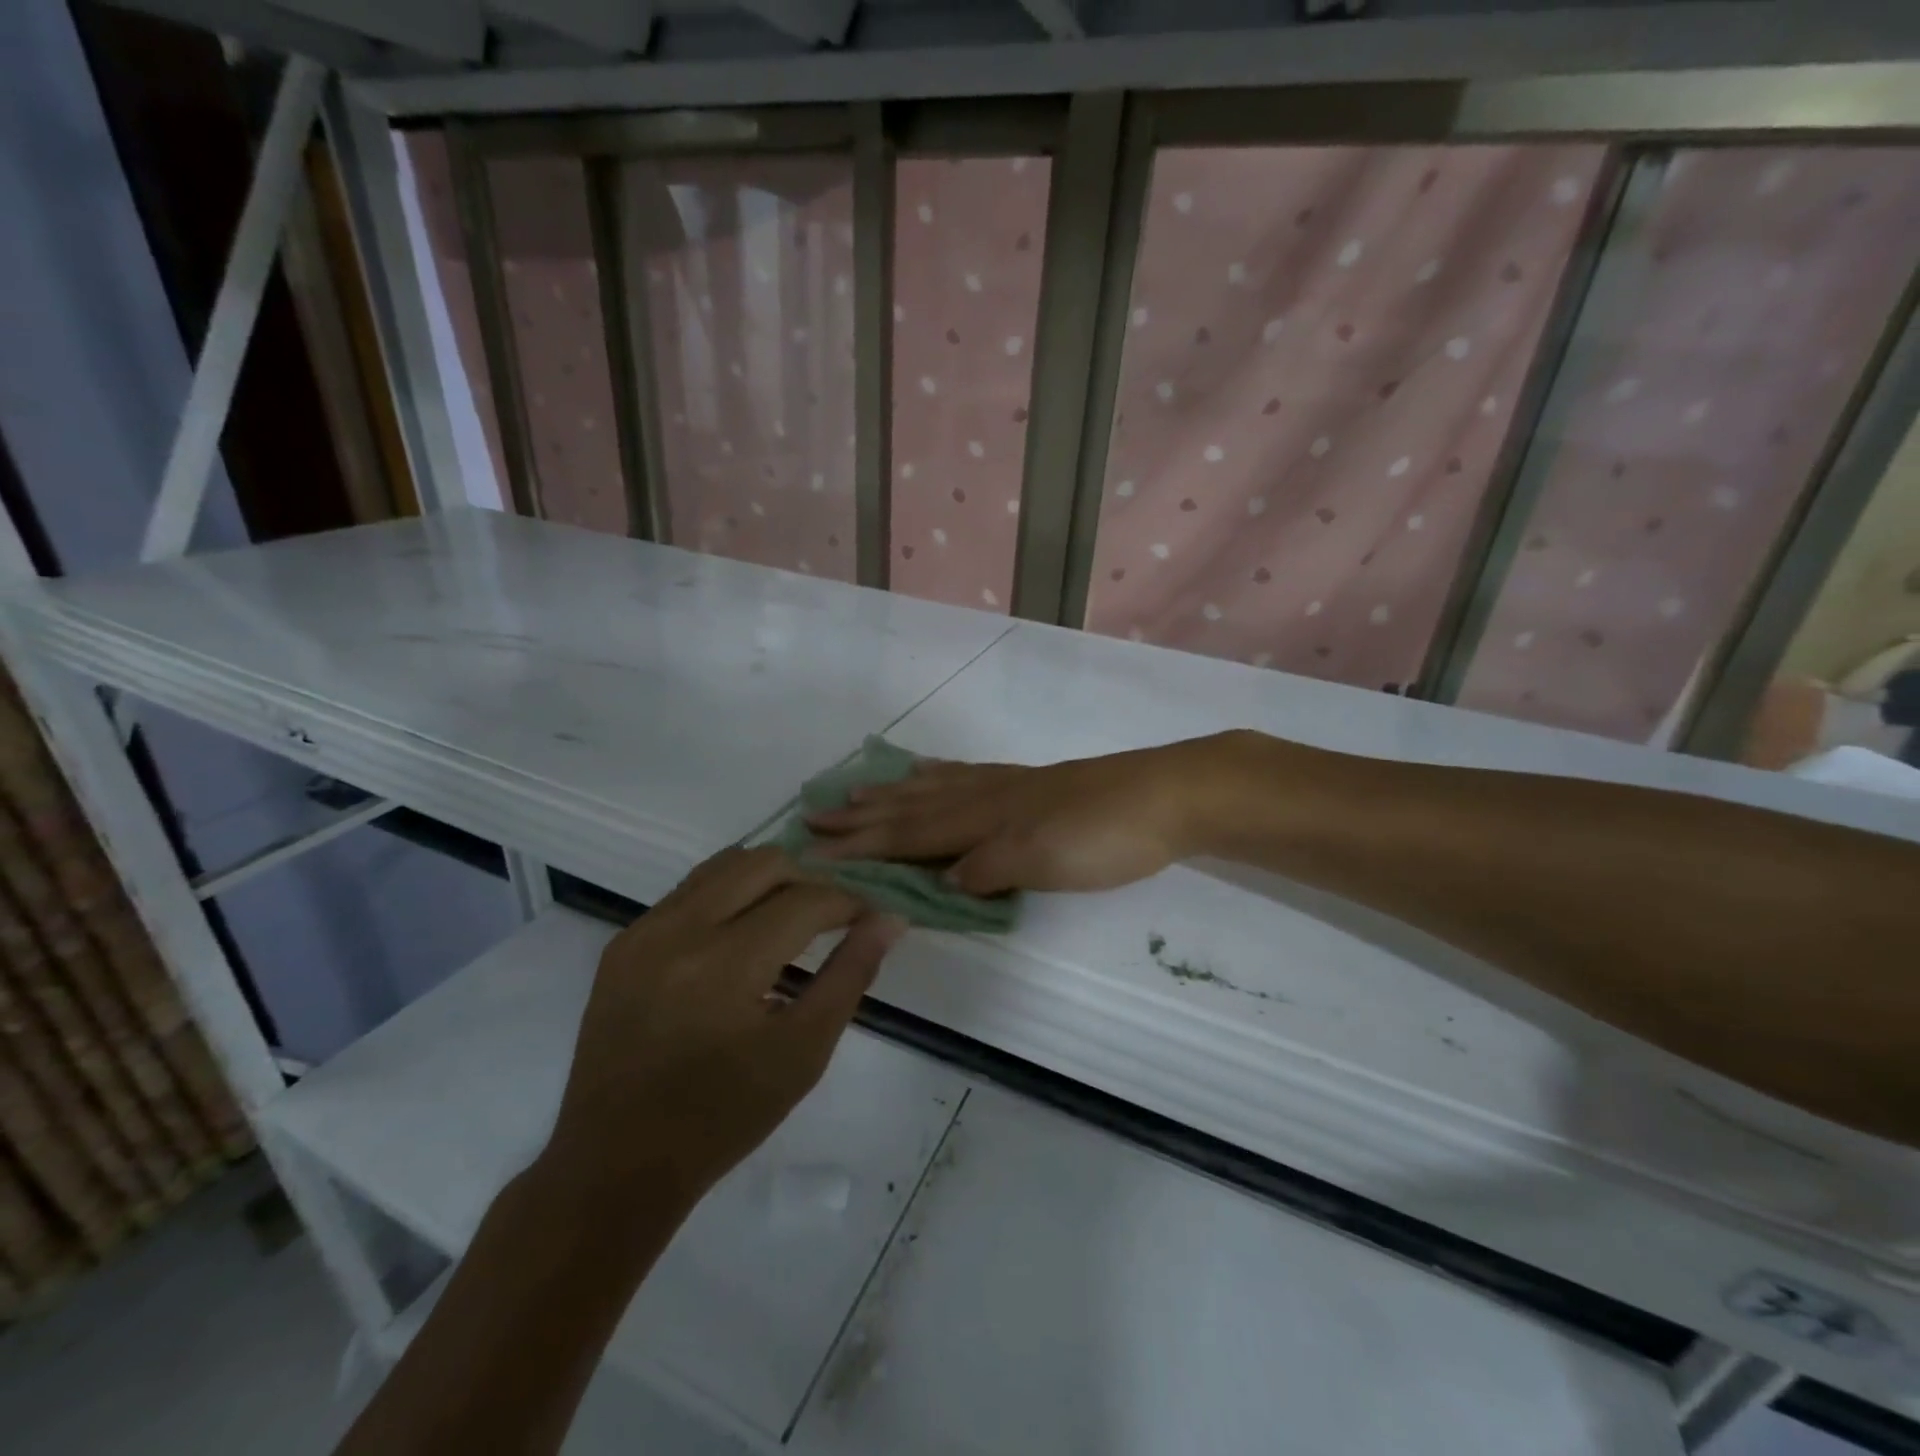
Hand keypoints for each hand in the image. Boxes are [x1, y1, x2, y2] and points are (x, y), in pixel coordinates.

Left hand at [542, 847, 905, 1214]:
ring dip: (768, 880)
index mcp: (724, 966)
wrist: (617, 1163)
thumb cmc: (724, 1116)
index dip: (848, 902)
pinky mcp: (623, 941)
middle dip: (809, 880)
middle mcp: (678, 931)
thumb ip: (851, 975)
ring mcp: (642, 931)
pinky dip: (728, 895)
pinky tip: (741, 935)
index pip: (805, 900)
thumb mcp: (804, 1052)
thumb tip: (889, 919)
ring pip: (724, 864)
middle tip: (830, 918)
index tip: (869, 917)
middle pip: (764, 863)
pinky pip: (689, 890)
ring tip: (789, 919)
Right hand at [806, 738, 1229, 895]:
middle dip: (861, 817)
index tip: (814, 849)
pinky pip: (965, 775)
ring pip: (933, 788)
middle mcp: (984, 797)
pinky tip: (929, 772)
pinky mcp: (1028, 784)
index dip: (861, 844)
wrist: (1165, 795)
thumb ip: (985, 869)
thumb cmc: (1104, 837)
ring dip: (890, 794)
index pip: (907, 835)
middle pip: (910, 807)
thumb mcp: (1042, 862)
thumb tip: (938, 880)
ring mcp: (1006, 786)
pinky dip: (936, 775)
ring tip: (856, 792)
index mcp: (981, 819)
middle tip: (814, 816)